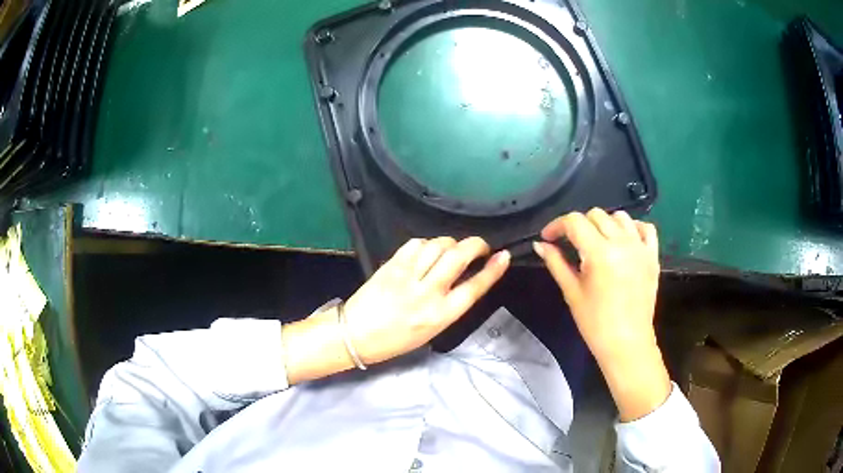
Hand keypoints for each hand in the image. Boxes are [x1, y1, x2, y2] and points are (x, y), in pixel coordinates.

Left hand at [344, 237, 509, 364]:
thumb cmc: (396, 339)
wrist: (356, 335)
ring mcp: (408, 276)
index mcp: (441, 315)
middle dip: (476, 245)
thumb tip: (464, 277)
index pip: (475, 287)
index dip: (493, 270)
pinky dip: (426, 243)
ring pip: (439, 245)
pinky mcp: (392, 265)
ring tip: (452, 249)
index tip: (503, 256)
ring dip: (451, 243)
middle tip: (480, 246)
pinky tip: (427, 250)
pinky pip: (416, 243)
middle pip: (459, 257)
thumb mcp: (432, 329)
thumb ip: (450, 304)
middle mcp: (428, 293)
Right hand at [533, 209, 669, 420]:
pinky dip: (634, 227)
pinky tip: (625, 239)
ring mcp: (640, 247)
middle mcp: (622, 243)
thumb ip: (556, 263)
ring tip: (598, 242)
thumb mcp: (572, 292)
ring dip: (605, 224)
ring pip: (620, 217)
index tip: (548, 237)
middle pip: (596, 215)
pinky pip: (646, 228)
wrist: (627, 342)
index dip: (557, 225)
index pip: (574, 222)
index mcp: (599, 253)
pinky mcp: (653, 256)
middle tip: (571, 244)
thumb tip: (540, 244)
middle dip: (579, 225)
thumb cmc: (595, 323)